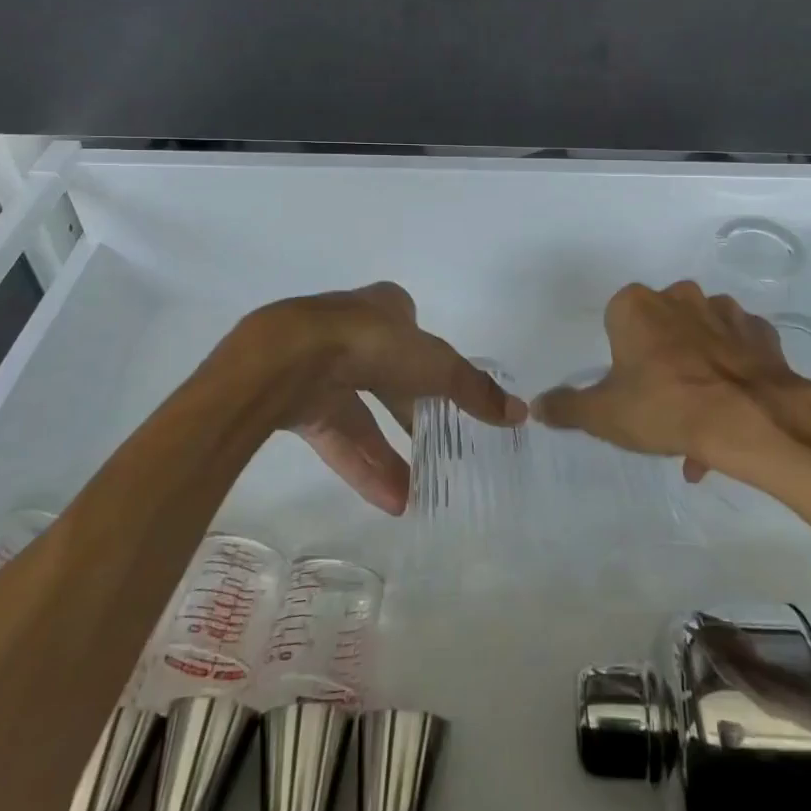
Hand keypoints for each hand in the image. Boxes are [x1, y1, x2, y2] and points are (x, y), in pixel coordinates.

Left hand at [231, 282, 525, 512]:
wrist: (290, 357)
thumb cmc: (374, 343)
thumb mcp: (437, 365)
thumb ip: (475, 391)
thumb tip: (520, 413)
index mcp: (385, 308)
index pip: (413, 332)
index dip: (432, 361)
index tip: (449, 397)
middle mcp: (352, 332)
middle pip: (388, 376)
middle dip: (412, 414)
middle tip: (440, 449)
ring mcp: (321, 367)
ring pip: (362, 414)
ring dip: (390, 454)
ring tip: (421, 494)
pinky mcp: (297, 402)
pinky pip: (337, 438)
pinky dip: (363, 466)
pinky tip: (392, 502)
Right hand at [533, 281, 810, 485]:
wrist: (749, 419)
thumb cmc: (664, 408)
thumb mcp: (604, 415)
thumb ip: (567, 407)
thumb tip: (537, 405)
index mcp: (635, 306)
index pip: (617, 321)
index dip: (622, 355)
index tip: (629, 387)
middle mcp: (678, 296)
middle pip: (660, 325)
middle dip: (660, 357)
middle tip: (663, 403)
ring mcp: (724, 310)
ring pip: (701, 334)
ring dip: (697, 364)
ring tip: (701, 419)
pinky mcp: (759, 332)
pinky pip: (739, 347)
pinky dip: (734, 368)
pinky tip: (732, 406)